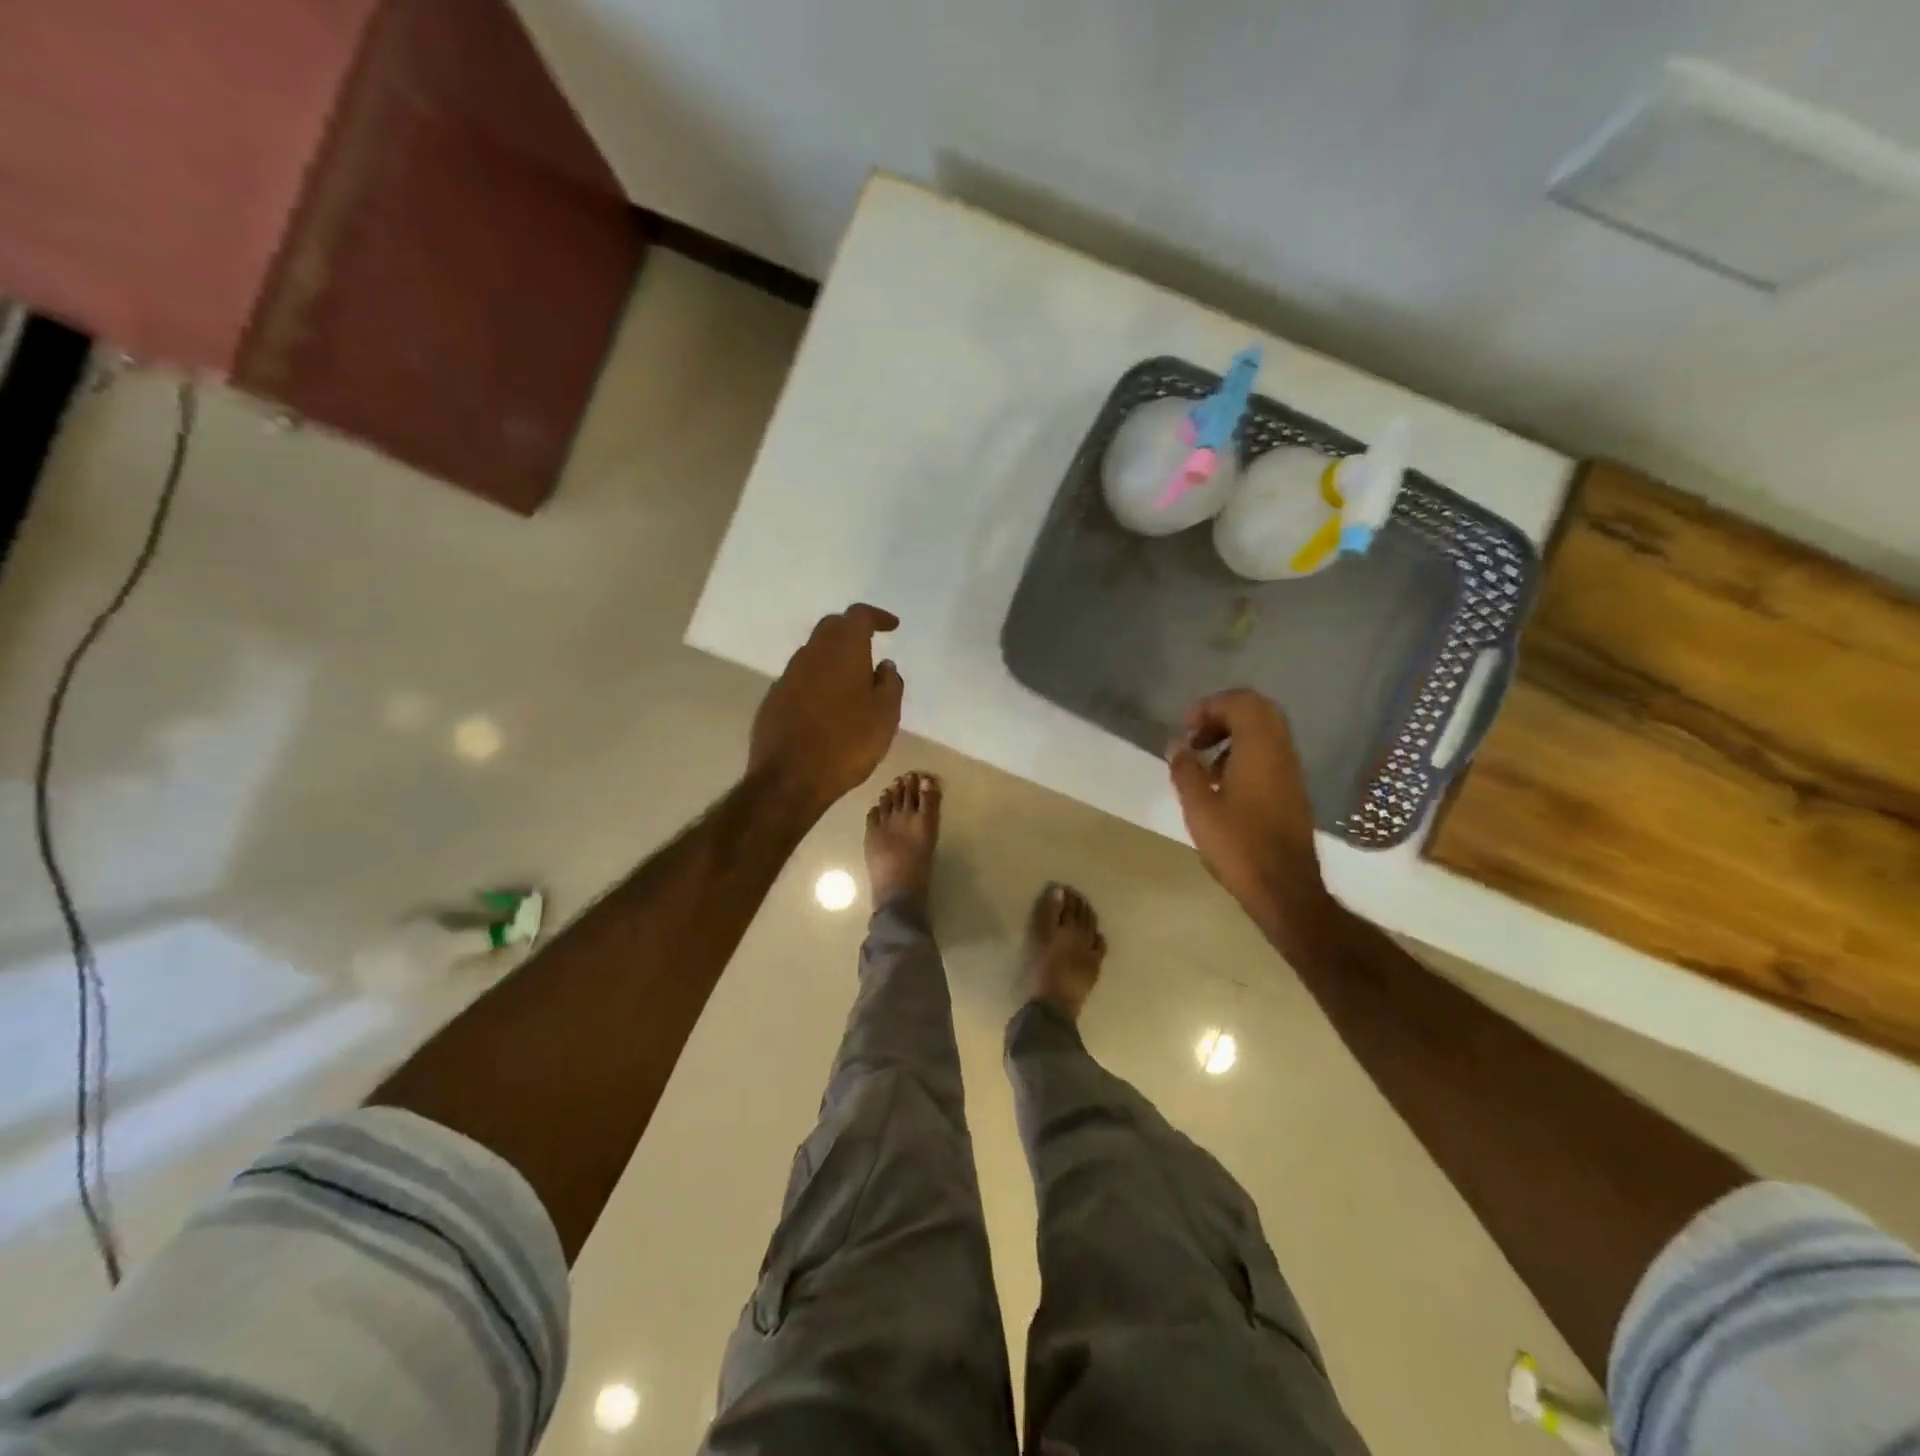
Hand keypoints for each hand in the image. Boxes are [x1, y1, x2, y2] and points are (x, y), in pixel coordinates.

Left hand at [750, 604, 903, 813]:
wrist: (790, 778)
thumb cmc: (847, 744)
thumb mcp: (885, 716)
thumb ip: (890, 684)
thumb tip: (884, 665)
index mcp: (842, 651)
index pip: (858, 615)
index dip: (877, 617)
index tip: (892, 627)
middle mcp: (811, 654)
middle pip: (832, 627)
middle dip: (852, 630)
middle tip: (871, 646)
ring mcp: (788, 676)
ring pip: (814, 652)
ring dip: (834, 656)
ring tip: (852, 678)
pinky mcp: (774, 699)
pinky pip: (800, 677)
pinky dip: (817, 680)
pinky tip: (828, 704)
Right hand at [1167, 689, 1332, 940]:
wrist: (1284, 888)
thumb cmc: (1238, 846)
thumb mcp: (1199, 808)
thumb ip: (1185, 770)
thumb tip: (1176, 745)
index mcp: (1259, 749)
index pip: (1240, 702)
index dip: (1209, 706)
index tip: (1185, 729)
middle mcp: (1281, 751)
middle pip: (1257, 710)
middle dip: (1223, 715)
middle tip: (1196, 737)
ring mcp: (1291, 770)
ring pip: (1266, 731)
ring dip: (1234, 735)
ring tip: (1205, 764)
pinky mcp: (1293, 789)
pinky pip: (1271, 753)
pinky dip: (1246, 754)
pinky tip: (1224, 785)